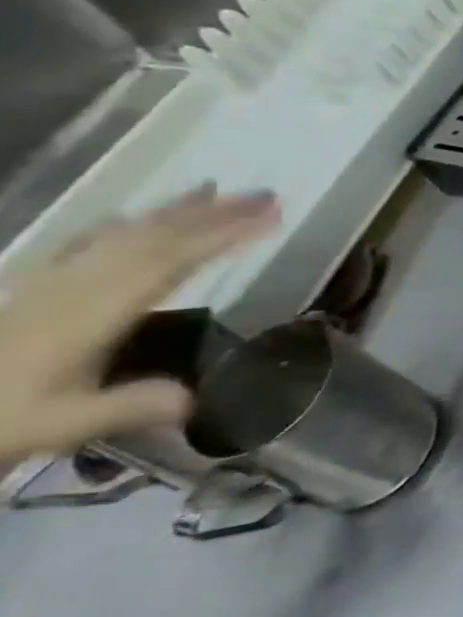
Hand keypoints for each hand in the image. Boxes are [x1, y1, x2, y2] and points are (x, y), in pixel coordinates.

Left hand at [0, 189, 279, 464]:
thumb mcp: (59, 426)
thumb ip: (128, 407)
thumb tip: (195, 397)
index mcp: (90, 313)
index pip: (171, 261)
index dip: (224, 236)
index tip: (273, 218)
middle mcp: (75, 287)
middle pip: (152, 239)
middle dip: (212, 213)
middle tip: (266, 195)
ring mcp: (51, 285)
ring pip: (122, 236)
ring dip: (173, 212)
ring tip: (215, 191)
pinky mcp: (36, 292)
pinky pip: (87, 246)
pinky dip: (121, 226)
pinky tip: (132, 220)